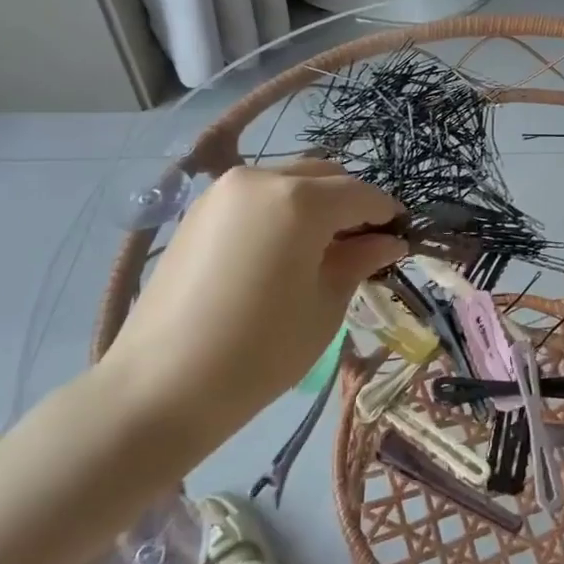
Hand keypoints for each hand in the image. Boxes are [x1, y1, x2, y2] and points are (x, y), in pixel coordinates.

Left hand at [101, 160, 403, 460]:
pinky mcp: (200, 209)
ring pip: (290, 180)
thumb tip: (389, 241)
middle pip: (325, 176)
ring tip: (323, 248)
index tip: (402, 236)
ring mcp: (224, 190)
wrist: (161, 386)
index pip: (360, 194)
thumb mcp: (325, 306)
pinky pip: (258, 194)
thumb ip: (360, 260)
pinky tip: (283, 249)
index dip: (386, 213)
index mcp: (300, 200)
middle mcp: (262, 177)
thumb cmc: (259, 352)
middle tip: (364, 245)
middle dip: (351, 203)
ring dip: (316, 202)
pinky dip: (282, 208)